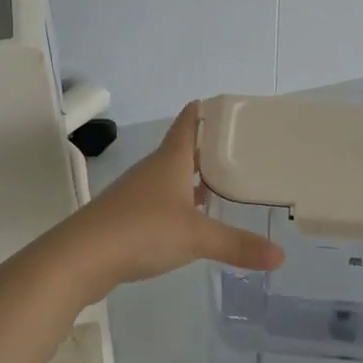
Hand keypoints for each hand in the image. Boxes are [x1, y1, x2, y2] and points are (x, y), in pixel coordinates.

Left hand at [61, 101, 284, 299]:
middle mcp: (152, 171)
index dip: (203, 111)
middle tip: (237, 148)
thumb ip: (238, 245)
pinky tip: (189, 219)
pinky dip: (178, 203)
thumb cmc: (142, 230)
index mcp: (170, 160)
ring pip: (170, 177)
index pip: (188, 123)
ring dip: (192, 178)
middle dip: (207, 148)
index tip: (222, 104)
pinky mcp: (125, 218)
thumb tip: (281, 256)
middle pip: (181, 150)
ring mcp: (135, 194)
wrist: (80, 258)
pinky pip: (159, 202)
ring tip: (220, 183)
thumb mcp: (197, 237)